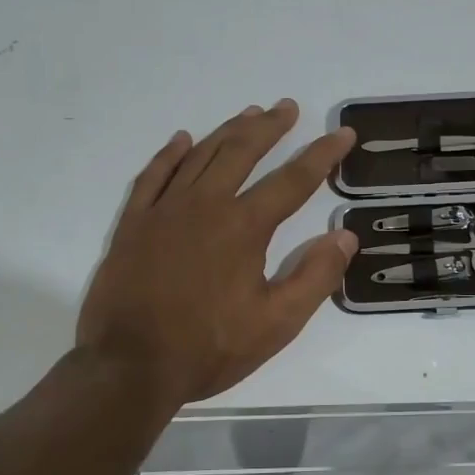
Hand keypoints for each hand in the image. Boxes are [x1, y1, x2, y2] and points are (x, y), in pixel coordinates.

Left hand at [77, 100, 357, 405]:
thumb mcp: (276, 324)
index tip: (342, 133)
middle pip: (242, 152)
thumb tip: (345, 235)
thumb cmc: (208, 348)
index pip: (293, 180)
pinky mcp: (133, 223)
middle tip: (287, 107)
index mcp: (244, 227)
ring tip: (249, 114)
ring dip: (228, 131)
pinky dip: (169, 154)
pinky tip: (181, 139)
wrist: (129, 367)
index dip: (322, 154)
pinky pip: (153, 175)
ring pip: (200, 155)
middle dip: (270, 127)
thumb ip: (315, 277)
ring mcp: (164, 210)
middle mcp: (205, 205)